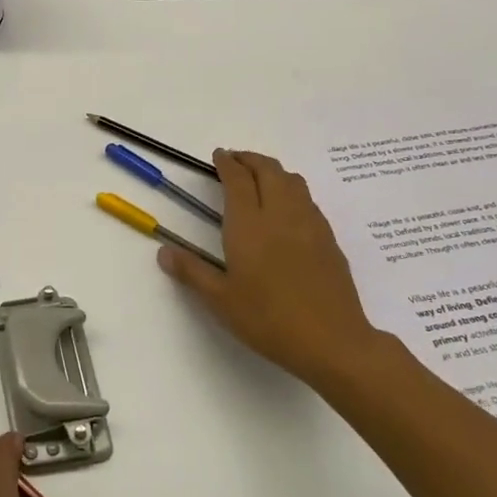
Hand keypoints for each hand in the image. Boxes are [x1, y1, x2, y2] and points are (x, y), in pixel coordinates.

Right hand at [159, 149, 399, 389]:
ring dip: (273, 171)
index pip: (238, 180)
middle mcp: (281, 215)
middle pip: (268, 170)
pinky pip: (308, 200)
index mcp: (249, 225)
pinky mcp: (329, 239)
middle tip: (236, 161)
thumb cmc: (268, 319)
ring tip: (260, 178)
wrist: (332, 340)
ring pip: (293, 181)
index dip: (227, 163)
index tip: (218, 156)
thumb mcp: (221, 300)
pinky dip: (292, 190)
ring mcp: (310, 224)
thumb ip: (192, 272)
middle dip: (250, 159)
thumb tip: (164, 252)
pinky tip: (286, 210)